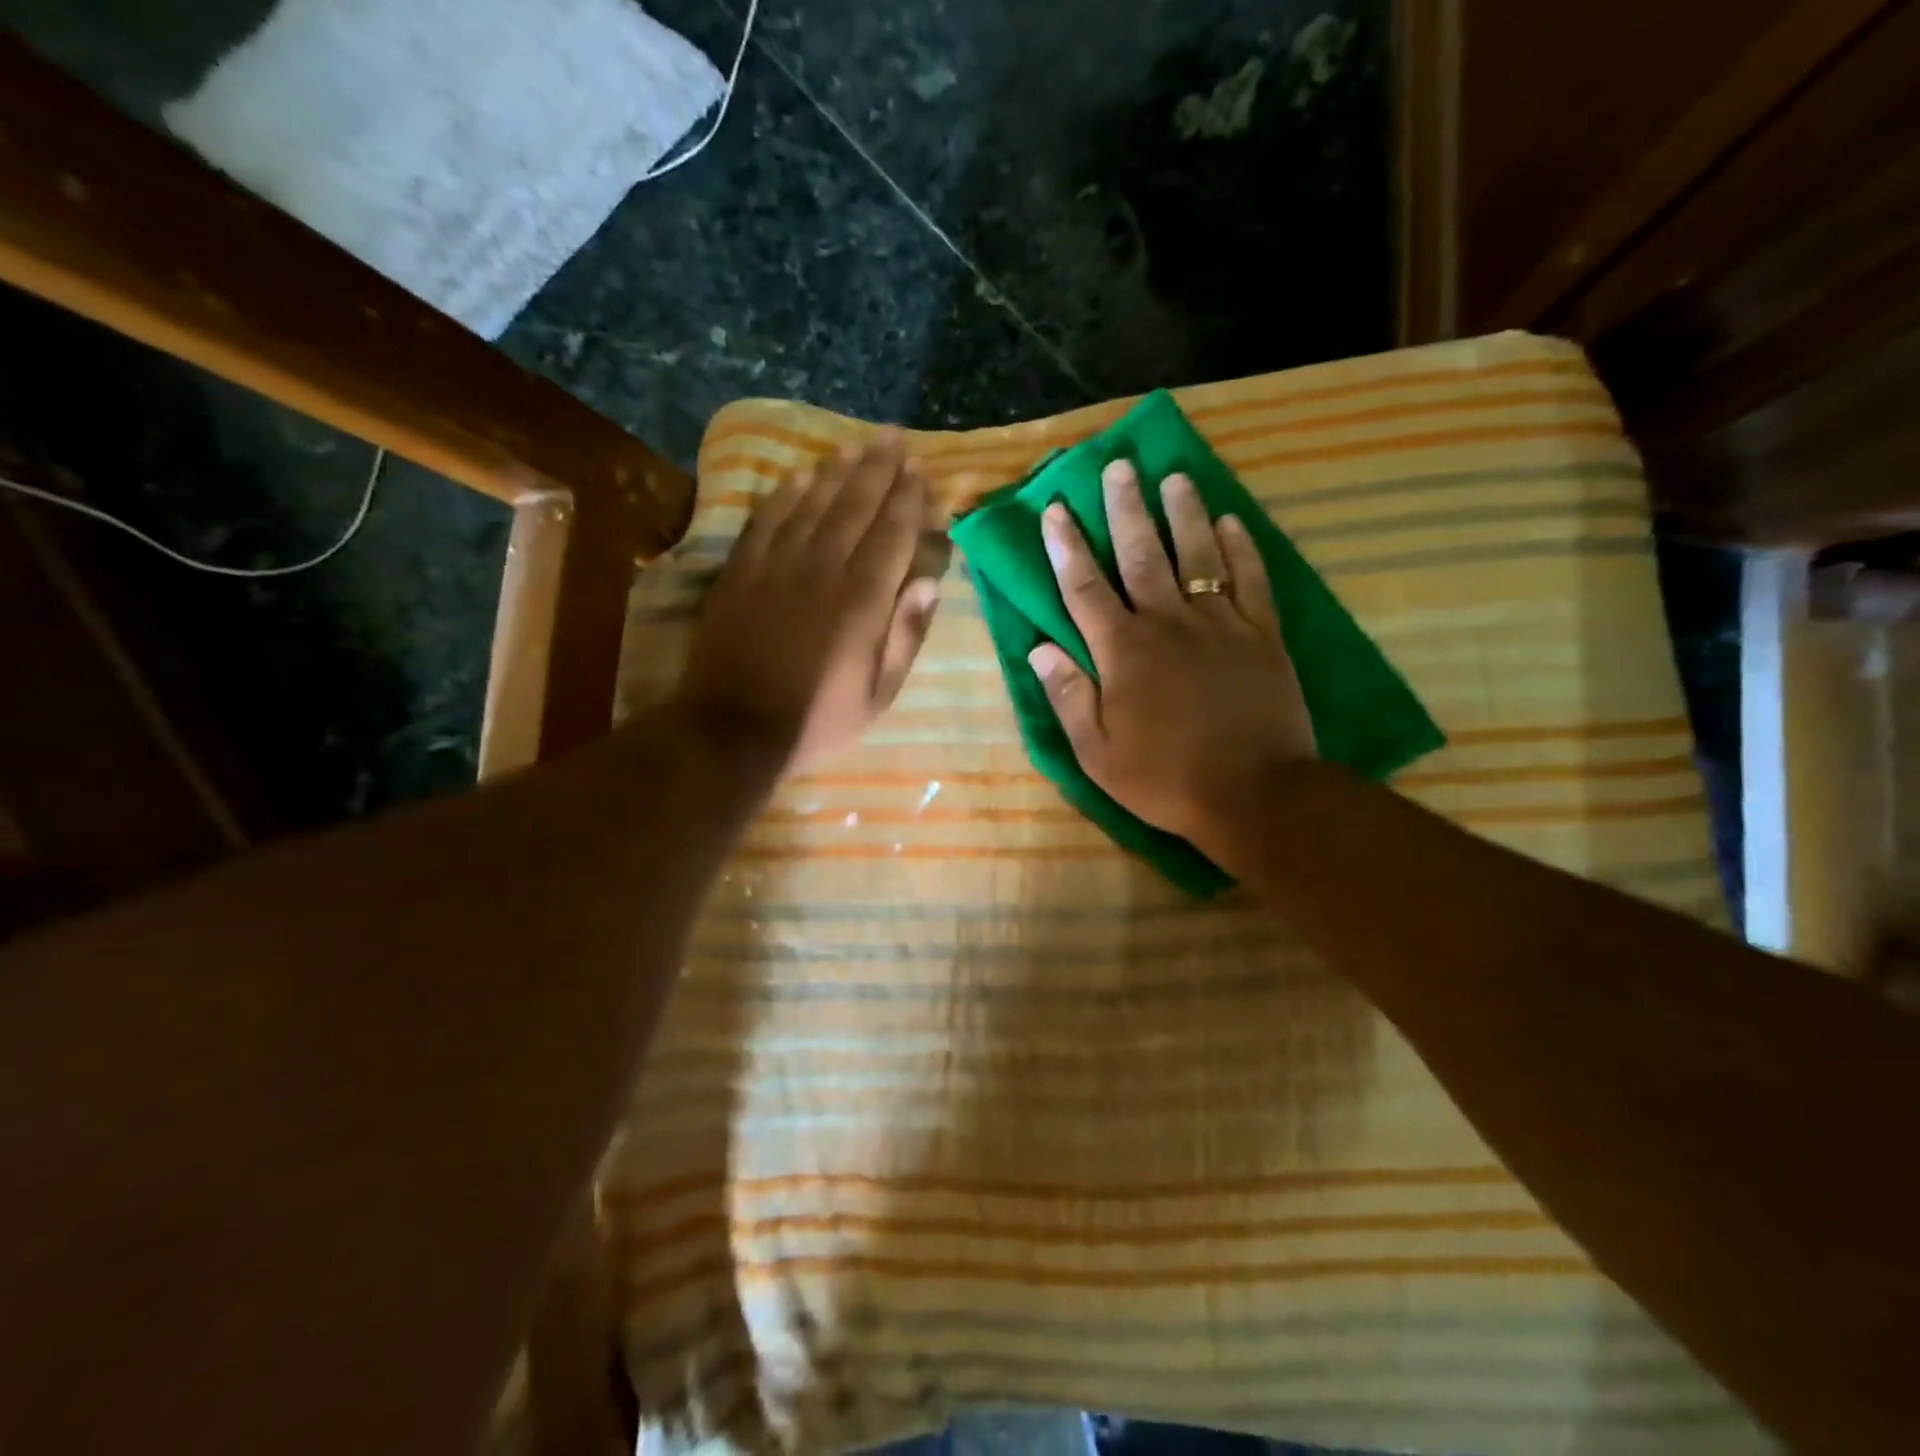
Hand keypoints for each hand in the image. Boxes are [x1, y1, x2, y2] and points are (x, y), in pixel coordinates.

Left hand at [676, 435, 943, 771]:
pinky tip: (799, 476)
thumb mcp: (879, 694)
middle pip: (855, 506)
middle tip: (894, 438)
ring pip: (812, 503)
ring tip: (855, 446)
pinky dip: (785, 494)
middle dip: (879, 469)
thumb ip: (905, 635)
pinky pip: (766, 519)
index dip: (910, 500)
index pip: (893, 534)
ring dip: (836, 471)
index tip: (922, 473)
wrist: (734, 728)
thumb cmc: (819, 719)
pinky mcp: (741, 571)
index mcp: (863, 600)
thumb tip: (927, 582)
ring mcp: (777, 565)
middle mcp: (823, 569)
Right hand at [1029, 459, 1316, 865]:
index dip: (1067, 547)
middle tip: (1119, 467)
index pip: (1085, 588)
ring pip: (1197, 554)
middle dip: (1125, 509)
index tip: (1056, 509)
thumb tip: (1040, 649)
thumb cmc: (1165, 778)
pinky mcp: (1262, 635)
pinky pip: (1251, 579)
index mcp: (1123, 651)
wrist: (1255, 793)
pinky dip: (1240, 548)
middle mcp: (1168, 623)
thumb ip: (1069, 696)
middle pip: (1141, 554)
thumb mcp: (1098, 753)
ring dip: (1183, 513)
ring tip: (1174, 477)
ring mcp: (1220, 624)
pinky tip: (1231, 521)